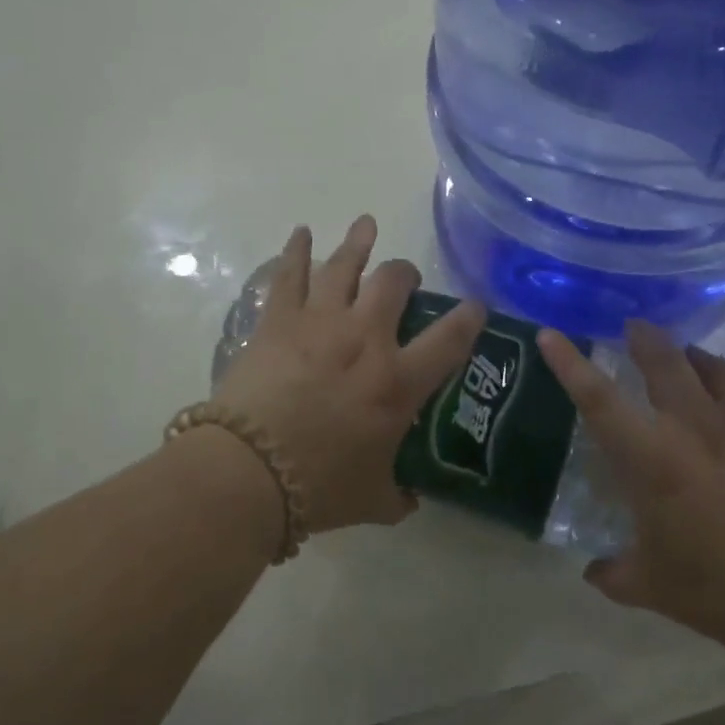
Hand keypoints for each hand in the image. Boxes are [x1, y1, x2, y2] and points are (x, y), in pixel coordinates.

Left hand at [214, 217, 485, 533]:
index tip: (475, 306)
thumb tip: (409, 498)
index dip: (469, 317)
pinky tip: (301, 232)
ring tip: (366, 224)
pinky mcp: (278, 320)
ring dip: (359, 242)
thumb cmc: (319, 487)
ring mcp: (320, 322)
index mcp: (398, 381)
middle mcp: (366, 339)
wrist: (248, 473)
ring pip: (345, 265)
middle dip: (406, 274)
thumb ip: (398, 495)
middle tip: (404, 279)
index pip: (450, 338)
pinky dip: (296, 250)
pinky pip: (289, 274)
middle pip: (394, 282)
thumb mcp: (373, 500)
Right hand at [536, 321, 724, 653]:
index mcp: (650, 457)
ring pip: (714, 367)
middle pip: (663, 361)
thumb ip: (614, 573)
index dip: (569, 362)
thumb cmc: (718, 589)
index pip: (597, 397)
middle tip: (634, 328)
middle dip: (644, 338)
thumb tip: (593, 572)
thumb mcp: (651, 587)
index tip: (551, 332)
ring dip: (693, 357)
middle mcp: (694, 425)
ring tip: (687, 357)